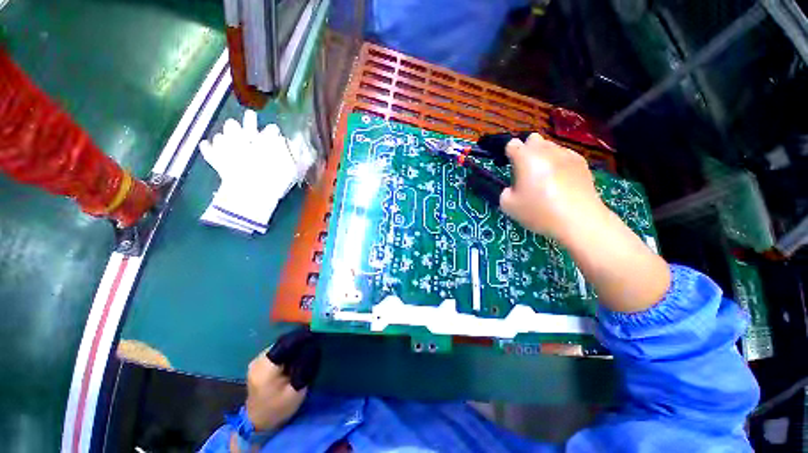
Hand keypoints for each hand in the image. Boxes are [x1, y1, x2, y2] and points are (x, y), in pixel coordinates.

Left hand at [244, 327, 320, 431]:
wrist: (257, 422)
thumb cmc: (278, 408)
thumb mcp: (296, 390)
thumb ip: (305, 367)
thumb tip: (314, 347)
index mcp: (266, 368)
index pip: (286, 344)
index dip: (301, 337)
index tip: (315, 335)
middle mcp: (259, 360)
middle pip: (283, 342)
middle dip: (299, 340)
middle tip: (313, 342)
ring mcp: (257, 361)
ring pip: (280, 345)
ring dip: (293, 345)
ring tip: (307, 347)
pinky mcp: (258, 363)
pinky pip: (277, 350)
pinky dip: (287, 350)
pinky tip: (295, 355)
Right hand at [499, 133, 605, 240]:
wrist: (579, 220)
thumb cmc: (539, 211)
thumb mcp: (508, 206)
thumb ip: (505, 192)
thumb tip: (513, 188)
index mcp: (526, 158)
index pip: (513, 144)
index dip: (509, 154)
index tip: (511, 167)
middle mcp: (546, 150)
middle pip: (533, 139)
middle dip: (527, 150)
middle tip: (527, 171)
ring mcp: (567, 154)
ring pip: (550, 147)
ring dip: (543, 157)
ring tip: (546, 177)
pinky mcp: (582, 163)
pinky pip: (565, 156)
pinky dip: (559, 163)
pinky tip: (562, 181)